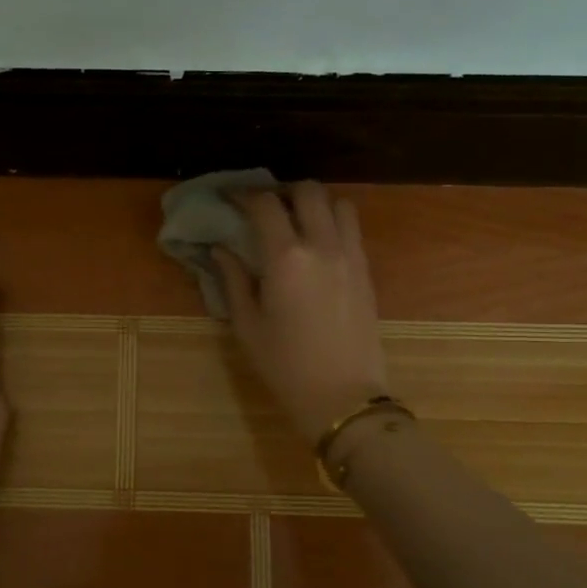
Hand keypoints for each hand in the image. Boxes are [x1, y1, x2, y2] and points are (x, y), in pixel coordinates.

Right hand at [214, 182, 389, 442]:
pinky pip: (352, 229)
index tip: (228, 198)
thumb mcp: (247, 324)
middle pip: (308, 191)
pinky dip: (333, 223)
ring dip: (315, 203)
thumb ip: (233, 279)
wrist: (342, 396)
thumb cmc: (285, 364)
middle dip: (282, 191)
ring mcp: (351, 255)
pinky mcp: (366, 270)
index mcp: (286, 258)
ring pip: (339, 203)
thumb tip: (220, 249)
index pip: (264, 204)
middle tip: (264, 207)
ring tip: (296, 221)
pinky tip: (316, 245)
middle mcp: (322, 245)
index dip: (243, 194)